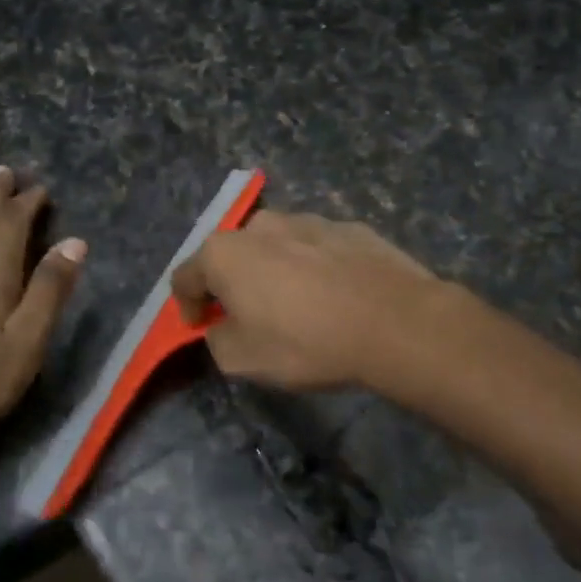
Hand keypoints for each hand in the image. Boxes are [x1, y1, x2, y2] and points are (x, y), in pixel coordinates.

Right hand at [170, 211, 440, 391]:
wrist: (395, 323)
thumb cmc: (306, 343)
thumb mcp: (242, 360)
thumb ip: (217, 340)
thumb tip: (222, 327)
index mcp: (225, 252)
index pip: (185, 277)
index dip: (187, 307)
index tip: (201, 329)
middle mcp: (262, 225)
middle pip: (231, 256)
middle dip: (232, 284)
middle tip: (248, 317)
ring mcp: (310, 220)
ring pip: (277, 248)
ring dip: (275, 273)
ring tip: (298, 307)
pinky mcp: (351, 228)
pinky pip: (318, 250)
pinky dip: (315, 269)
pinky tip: (335, 298)